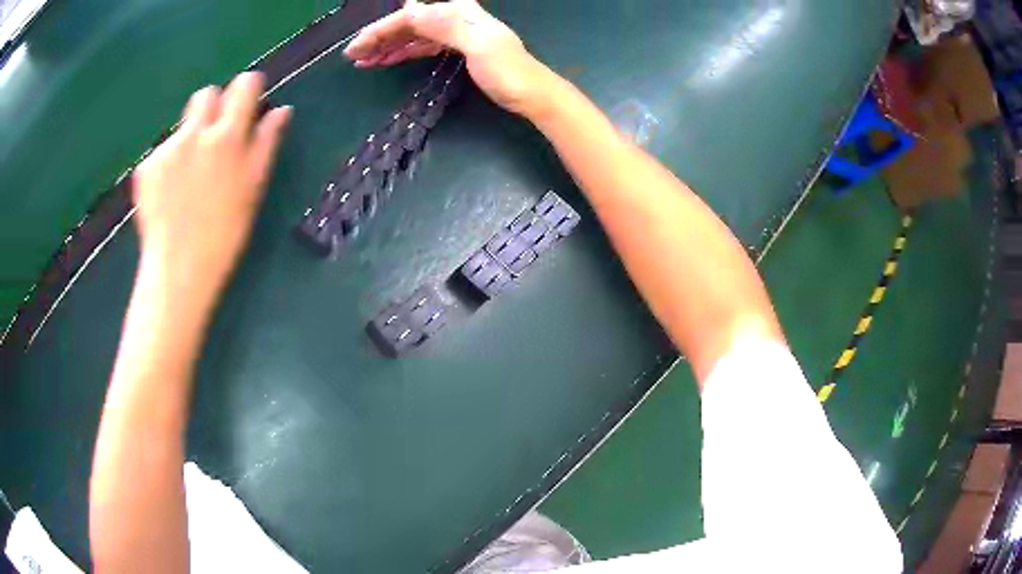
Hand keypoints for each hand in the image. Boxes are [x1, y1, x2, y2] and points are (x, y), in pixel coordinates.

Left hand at [132, 72, 290, 304]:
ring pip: (182, 125)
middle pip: (206, 94)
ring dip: (191, 136)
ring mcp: (166, 149)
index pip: (243, 86)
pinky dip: (169, 164)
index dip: (249, 86)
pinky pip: (162, 151)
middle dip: (214, 106)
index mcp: (226, 137)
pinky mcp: (146, 167)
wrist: (178, 270)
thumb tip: (281, 110)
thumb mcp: (253, 188)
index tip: (249, 97)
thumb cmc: (224, 233)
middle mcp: (194, 134)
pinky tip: (171, 193)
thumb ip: (266, 142)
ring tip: (190, 175)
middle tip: (215, 138)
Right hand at [344, 0, 551, 117]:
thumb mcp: (477, 45)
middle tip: (353, 57)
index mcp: (458, 12)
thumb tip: (409, 9)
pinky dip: (404, 52)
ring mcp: (457, 33)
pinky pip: (424, 46)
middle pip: (408, 23)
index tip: (355, 50)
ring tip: (364, 62)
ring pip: (414, 35)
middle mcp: (455, 18)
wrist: (532, 95)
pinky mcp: (459, 49)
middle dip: (379, 38)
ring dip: (388, 46)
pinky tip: (389, 60)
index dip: (379, 31)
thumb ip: (445, 25)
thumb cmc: (508, 72)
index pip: (409, 17)